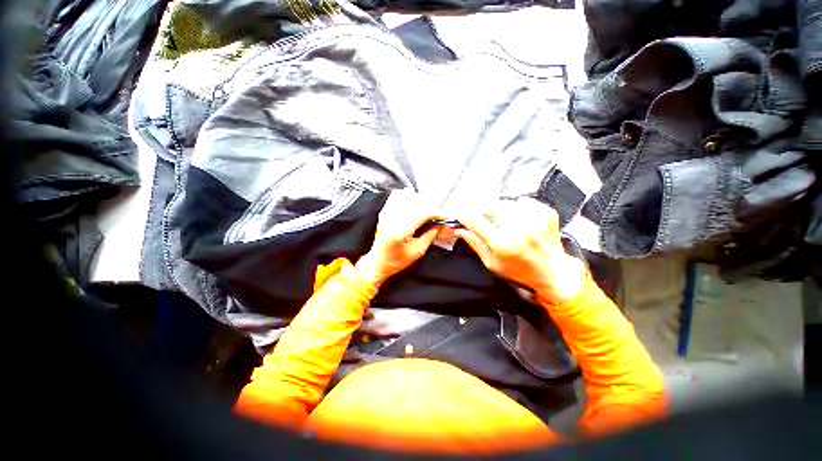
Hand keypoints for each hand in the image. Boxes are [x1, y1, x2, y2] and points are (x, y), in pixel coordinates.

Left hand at [355, 189, 443, 287]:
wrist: (377, 262)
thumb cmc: (396, 261)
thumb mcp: (417, 252)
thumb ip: (429, 236)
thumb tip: (439, 226)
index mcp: (400, 231)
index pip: (422, 214)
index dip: (436, 213)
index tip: (444, 216)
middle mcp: (392, 220)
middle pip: (416, 203)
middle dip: (430, 207)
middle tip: (437, 214)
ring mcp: (387, 215)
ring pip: (406, 198)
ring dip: (420, 201)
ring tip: (427, 209)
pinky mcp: (384, 213)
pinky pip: (395, 198)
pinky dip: (406, 196)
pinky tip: (413, 201)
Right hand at [455, 196, 585, 304]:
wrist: (554, 271)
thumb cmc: (519, 270)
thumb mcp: (492, 263)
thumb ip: (475, 244)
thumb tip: (459, 229)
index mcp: (502, 242)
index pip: (475, 220)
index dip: (464, 215)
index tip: (460, 214)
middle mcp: (518, 227)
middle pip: (490, 206)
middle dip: (484, 212)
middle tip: (487, 221)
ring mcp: (534, 217)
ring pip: (505, 202)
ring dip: (501, 210)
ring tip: (507, 223)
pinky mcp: (546, 212)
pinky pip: (522, 201)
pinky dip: (518, 208)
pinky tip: (522, 221)